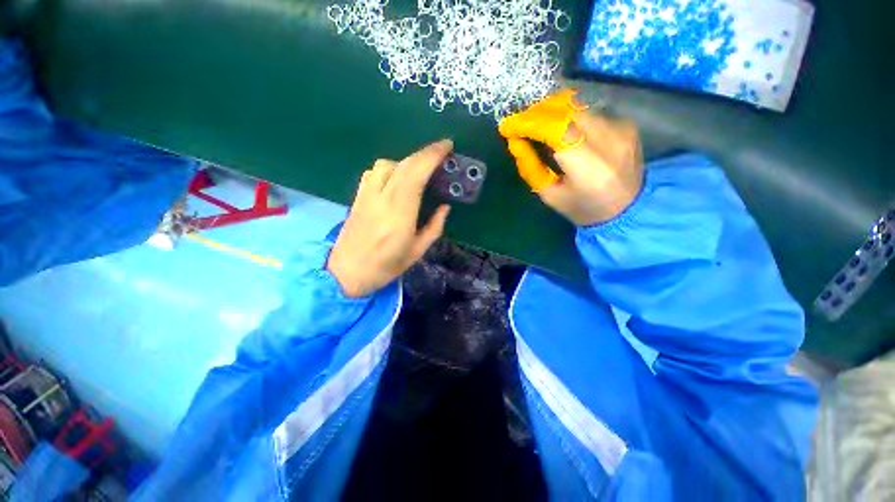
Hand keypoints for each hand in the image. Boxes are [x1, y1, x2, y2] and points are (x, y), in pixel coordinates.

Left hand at [327, 140, 452, 297]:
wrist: (346, 273)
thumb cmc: (386, 266)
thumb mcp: (417, 251)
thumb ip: (434, 227)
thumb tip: (445, 207)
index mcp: (400, 212)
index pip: (417, 173)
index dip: (433, 156)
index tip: (447, 146)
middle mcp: (382, 197)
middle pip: (404, 164)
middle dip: (425, 153)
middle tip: (442, 151)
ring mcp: (366, 195)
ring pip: (386, 164)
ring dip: (406, 161)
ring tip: (418, 170)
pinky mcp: (357, 197)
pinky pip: (373, 172)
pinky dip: (389, 168)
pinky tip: (395, 178)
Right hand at [499, 90, 643, 225]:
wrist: (629, 209)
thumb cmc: (583, 208)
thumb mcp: (550, 195)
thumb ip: (531, 168)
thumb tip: (515, 142)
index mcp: (589, 169)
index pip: (557, 130)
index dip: (530, 123)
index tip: (508, 126)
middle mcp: (610, 142)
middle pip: (568, 111)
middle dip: (538, 113)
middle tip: (519, 123)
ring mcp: (622, 130)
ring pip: (578, 107)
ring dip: (552, 111)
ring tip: (535, 122)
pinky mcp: (627, 125)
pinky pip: (590, 112)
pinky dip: (569, 116)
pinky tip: (559, 127)